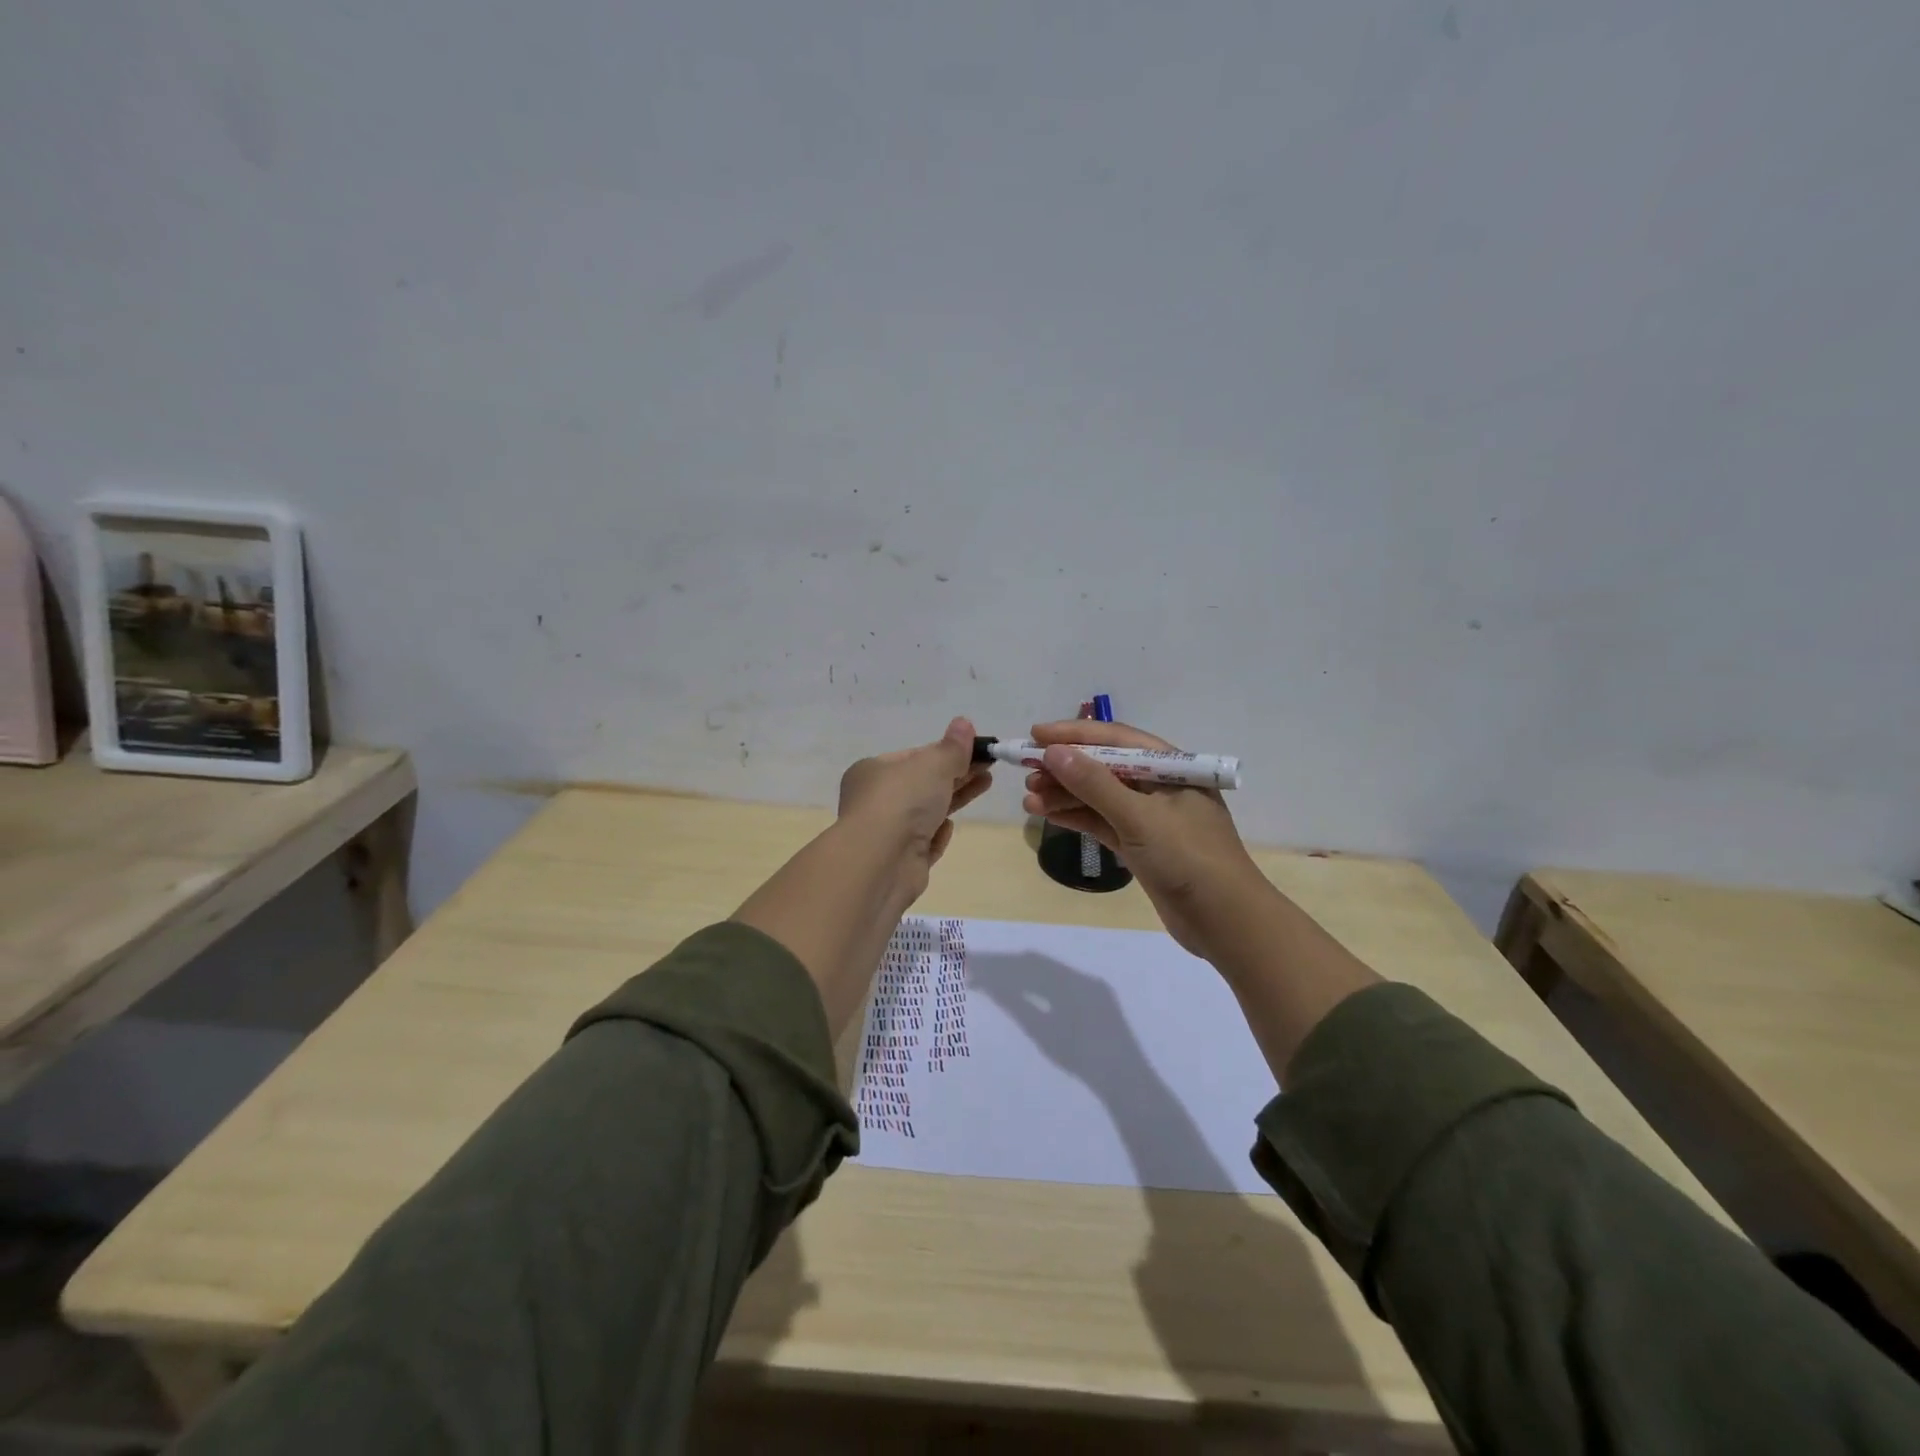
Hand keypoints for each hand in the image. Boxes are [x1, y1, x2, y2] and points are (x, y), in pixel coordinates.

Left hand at [837, 716, 992, 904]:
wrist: (882, 861)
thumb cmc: (902, 801)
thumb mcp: (932, 765)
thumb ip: (952, 747)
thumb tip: (964, 723)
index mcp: (873, 771)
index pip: (914, 756)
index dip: (946, 752)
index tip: (976, 749)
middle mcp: (876, 800)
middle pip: (923, 783)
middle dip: (957, 773)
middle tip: (989, 765)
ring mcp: (888, 833)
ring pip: (927, 811)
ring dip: (955, 797)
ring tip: (986, 783)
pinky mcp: (901, 861)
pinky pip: (924, 842)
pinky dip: (937, 833)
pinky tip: (949, 826)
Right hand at [1021, 719, 1268, 961]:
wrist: (1226, 922)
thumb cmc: (1188, 859)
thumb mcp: (1139, 818)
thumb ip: (1095, 784)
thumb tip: (1054, 752)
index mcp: (1170, 767)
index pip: (1115, 739)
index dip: (1074, 734)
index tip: (1035, 735)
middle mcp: (1159, 786)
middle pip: (1104, 767)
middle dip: (1064, 768)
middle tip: (1026, 772)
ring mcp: (1150, 817)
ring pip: (1099, 796)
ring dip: (1064, 795)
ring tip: (1029, 799)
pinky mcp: (1141, 845)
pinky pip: (1102, 822)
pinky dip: (1076, 817)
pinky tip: (1046, 815)